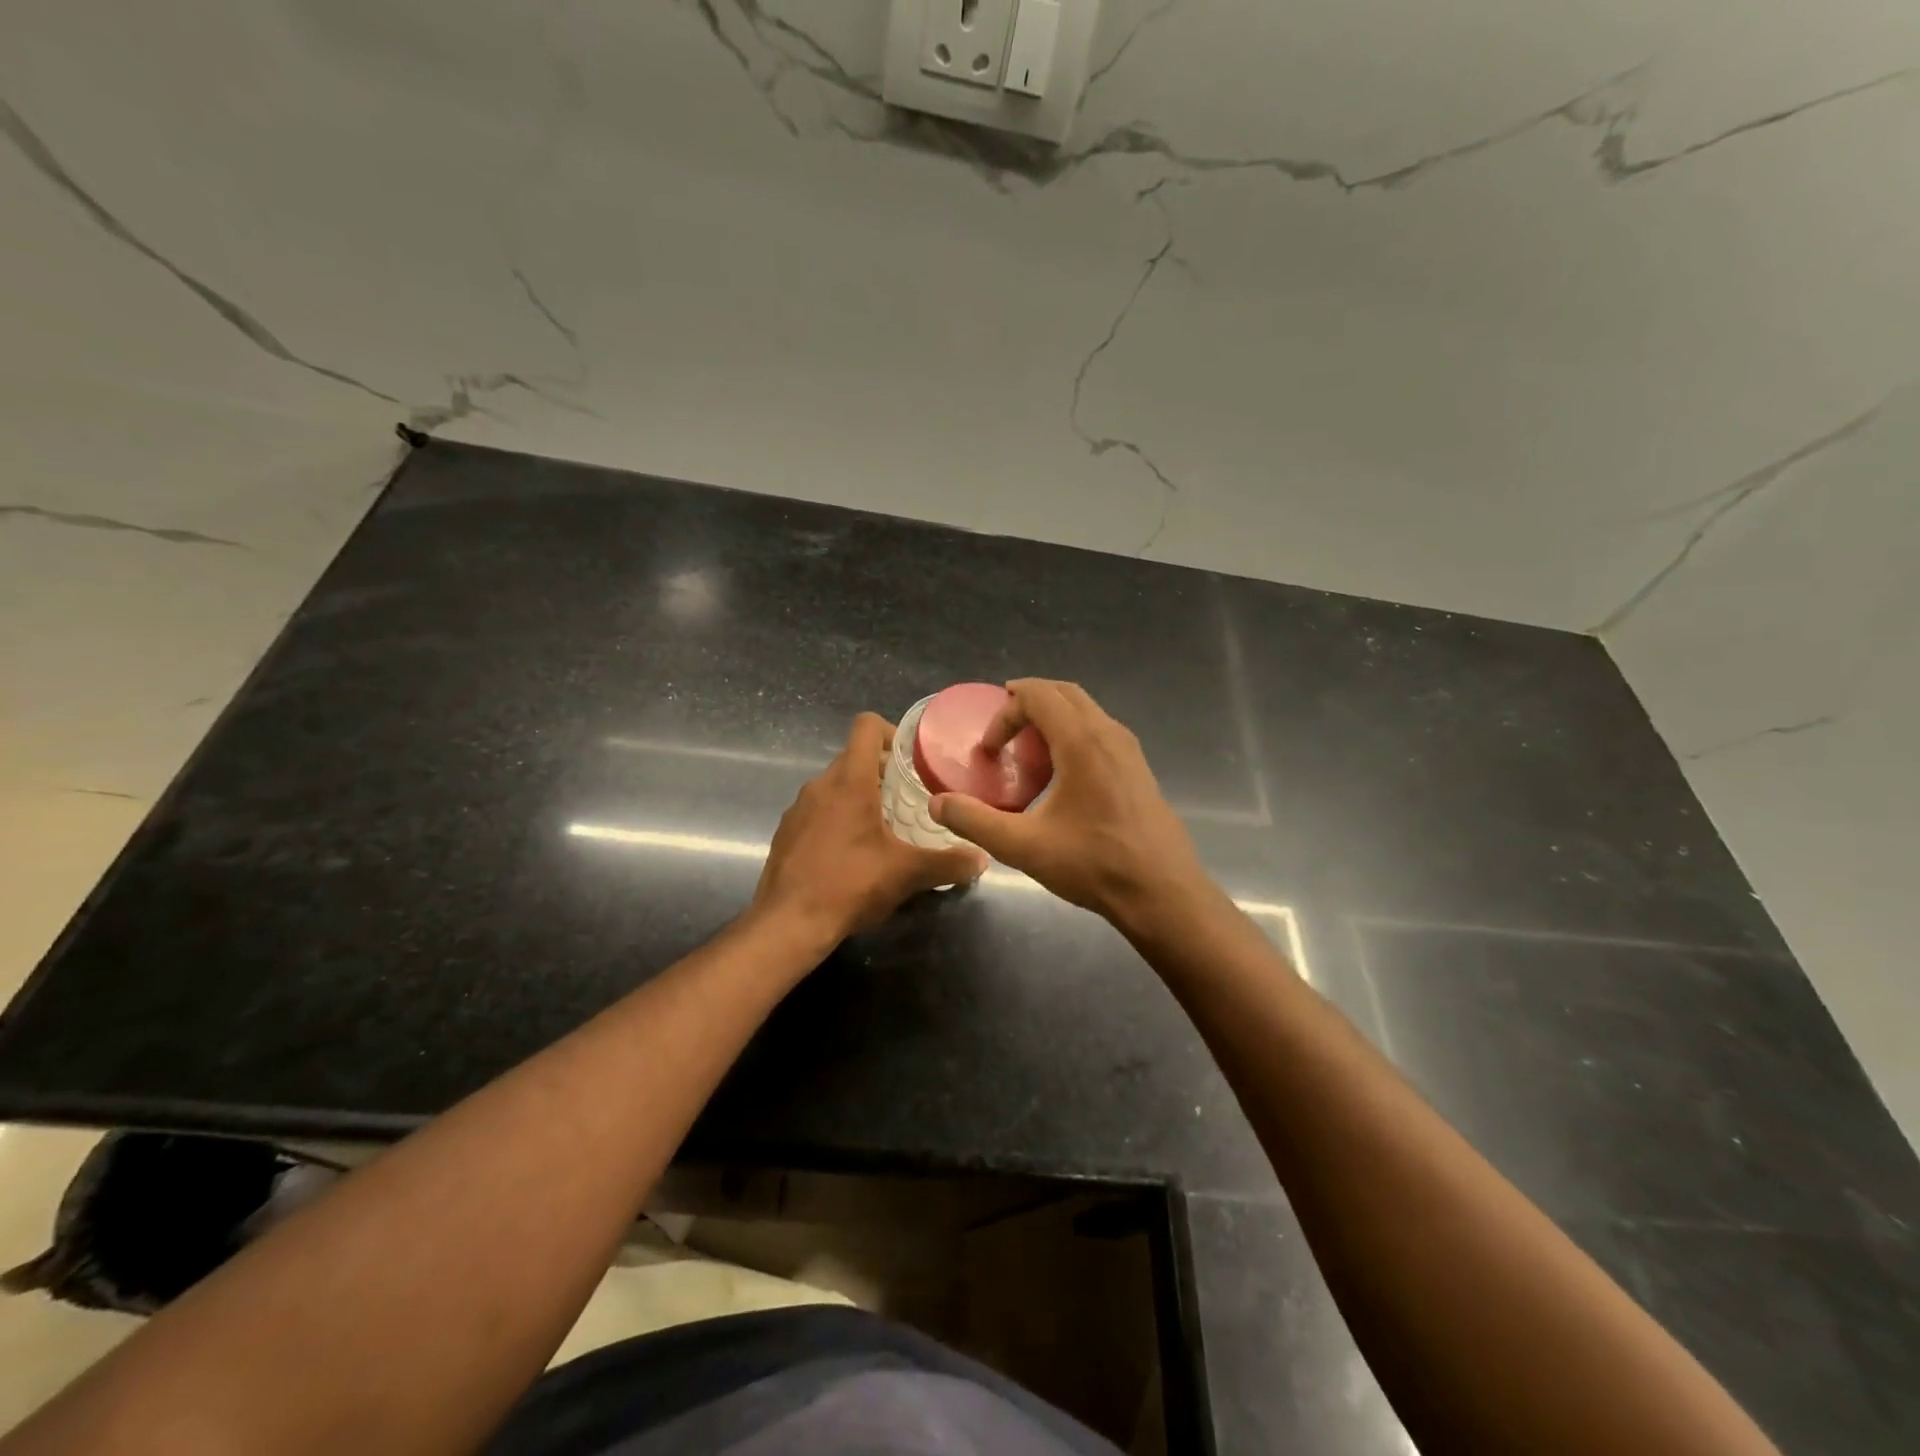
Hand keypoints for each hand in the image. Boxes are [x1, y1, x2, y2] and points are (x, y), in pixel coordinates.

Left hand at [754, 713, 988, 941]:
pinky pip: (817, 811)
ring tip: (883, 830)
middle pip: (853, 758)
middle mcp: (820, 785)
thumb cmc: (850, 884)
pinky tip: (851, 855)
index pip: (866, 726)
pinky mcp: (786, 832)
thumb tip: (982, 859)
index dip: (891, 733)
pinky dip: (837, 820)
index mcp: (849, 781)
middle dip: (882, 773)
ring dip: (859, 798)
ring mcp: (798, 808)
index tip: (910, 760)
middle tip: (908, 801)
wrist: (787, 923)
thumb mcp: (907, 874)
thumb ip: (948, 863)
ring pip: (834, 786)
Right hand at [929, 679, 1206, 925]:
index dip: (1005, 713)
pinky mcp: (1138, 769)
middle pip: (1064, 693)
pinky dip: (1073, 733)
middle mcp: (1109, 734)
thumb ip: (975, 821)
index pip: (1038, 695)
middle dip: (1027, 703)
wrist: (1162, 893)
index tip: (989, 751)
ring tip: (1027, 749)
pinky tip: (1061, 774)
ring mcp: (1129, 750)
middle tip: (1001, 731)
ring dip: (1052, 717)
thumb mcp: (1024, 846)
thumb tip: (937, 804)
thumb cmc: (1094, 865)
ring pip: (1086, 710)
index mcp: (1082, 742)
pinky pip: (1100, 731)